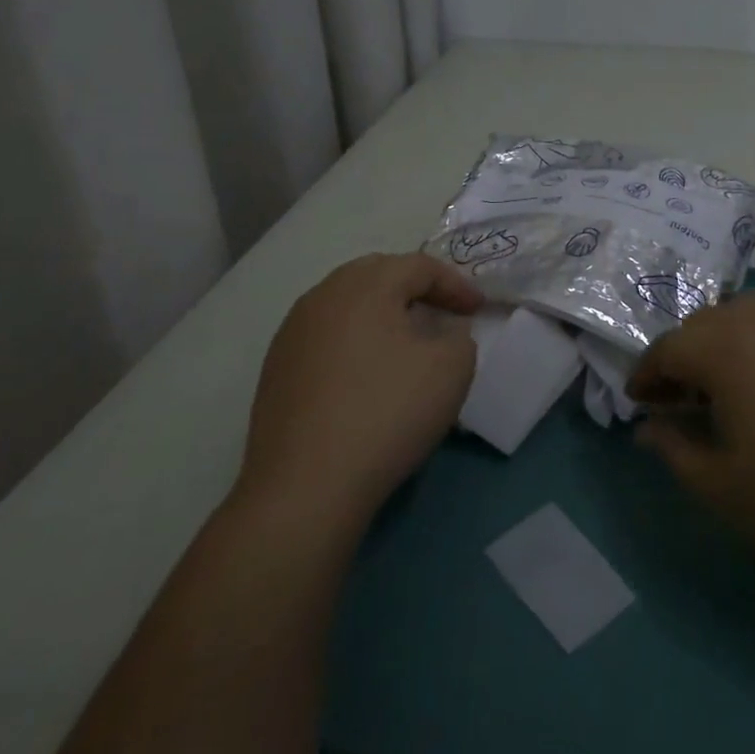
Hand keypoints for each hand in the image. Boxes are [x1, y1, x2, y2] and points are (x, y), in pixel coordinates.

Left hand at [236, 253, 482, 531]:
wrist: (305, 487)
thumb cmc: (387, 413)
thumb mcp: (451, 370)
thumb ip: (459, 339)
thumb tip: (445, 335)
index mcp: (365, 285)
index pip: (419, 266)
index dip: (455, 284)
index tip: (479, 310)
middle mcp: (322, 296)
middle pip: (377, 274)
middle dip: (415, 288)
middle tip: (442, 312)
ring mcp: (292, 333)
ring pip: (346, 304)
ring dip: (381, 313)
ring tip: (405, 341)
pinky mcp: (276, 369)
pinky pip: (325, 336)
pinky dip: (354, 342)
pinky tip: (366, 375)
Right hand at [628, 296, 754, 588]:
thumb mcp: (722, 486)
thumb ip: (674, 450)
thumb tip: (648, 429)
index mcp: (724, 346)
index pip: (667, 348)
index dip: (646, 374)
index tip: (638, 401)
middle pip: (704, 326)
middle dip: (682, 357)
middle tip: (678, 398)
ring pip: (745, 318)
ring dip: (722, 346)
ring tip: (725, 389)